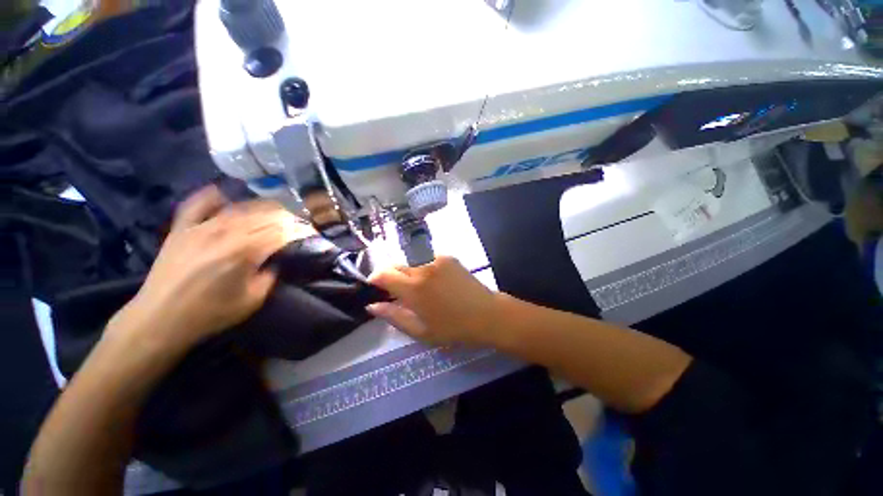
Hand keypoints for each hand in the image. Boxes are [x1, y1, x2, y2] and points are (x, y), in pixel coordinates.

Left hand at [109, 186, 314, 352]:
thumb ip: (271, 275)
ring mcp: (201, 226)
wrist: (159, 319)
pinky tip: (226, 195)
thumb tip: (277, 259)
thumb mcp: (253, 299)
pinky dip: (214, 196)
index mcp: (245, 251)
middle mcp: (225, 232)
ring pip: (239, 207)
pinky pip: (198, 203)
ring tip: (273, 212)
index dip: (300, 230)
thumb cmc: (211, 313)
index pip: (282, 231)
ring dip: (262, 207)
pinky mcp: (182, 227)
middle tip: (296, 223)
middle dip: (286, 217)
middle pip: (264, 214)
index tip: (310, 233)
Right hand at [367, 256, 499, 346]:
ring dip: (410, 275)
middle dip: (393, 278)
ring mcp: (436, 260)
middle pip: (397, 266)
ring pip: (412, 264)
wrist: (486, 314)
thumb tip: (372, 306)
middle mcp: (422, 268)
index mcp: (413, 288)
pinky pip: (427, 261)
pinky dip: (425, 270)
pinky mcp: (448, 257)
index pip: (383, 274)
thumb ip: (394, 316)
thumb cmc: (453, 328)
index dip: (375, 279)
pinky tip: (436, 283)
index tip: (375, 288)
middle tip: (400, 293)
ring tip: (422, 291)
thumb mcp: (421, 331)